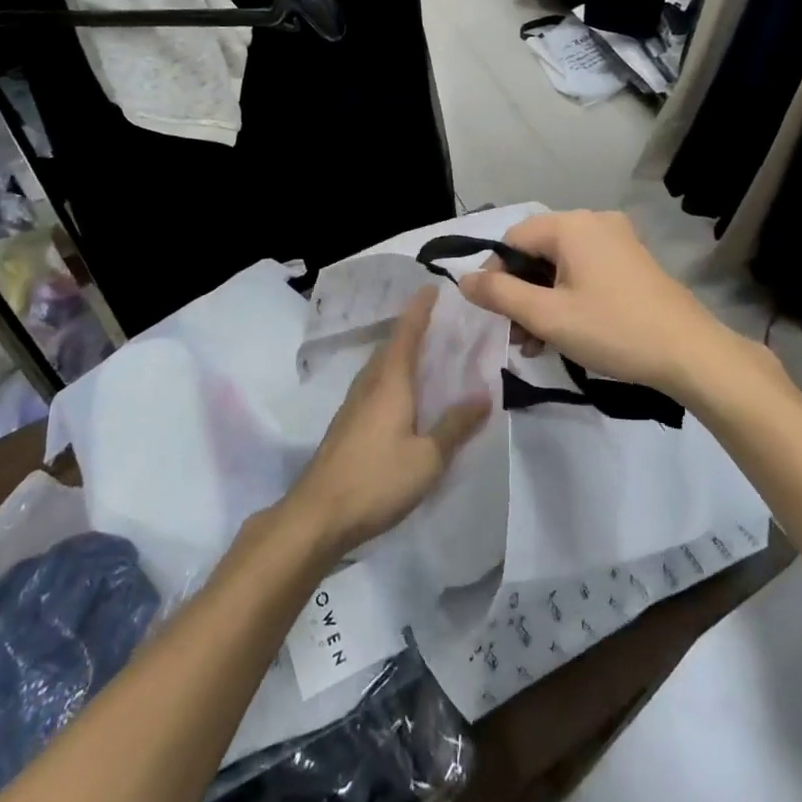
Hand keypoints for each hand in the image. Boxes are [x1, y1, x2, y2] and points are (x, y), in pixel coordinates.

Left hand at [285, 288, 490, 558]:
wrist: (318, 514)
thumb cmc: (377, 480)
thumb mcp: (428, 457)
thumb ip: (455, 425)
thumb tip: (482, 394)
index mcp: (390, 382)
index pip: (407, 334)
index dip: (419, 310)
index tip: (430, 286)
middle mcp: (369, 385)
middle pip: (391, 346)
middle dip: (411, 328)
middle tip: (437, 320)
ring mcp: (353, 405)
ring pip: (379, 366)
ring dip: (399, 352)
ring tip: (423, 352)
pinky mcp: (346, 425)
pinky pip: (373, 386)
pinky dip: (391, 376)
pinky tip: (401, 393)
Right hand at [458, 211, 723, 394]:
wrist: (690, 353)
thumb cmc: (613, 330)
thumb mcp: (547, 316)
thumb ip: (499, 294)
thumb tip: (462, 279)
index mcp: (571, 225)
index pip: (512, 239)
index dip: (495, 275)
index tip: (495, 315)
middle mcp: (594, 222)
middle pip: (537, 252)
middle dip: (520, 294)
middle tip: (516, 337)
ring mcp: (618, 241)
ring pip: (560, 266)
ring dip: (542, 302)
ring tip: (536, 344)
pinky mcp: (632, 262)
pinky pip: (585, 272)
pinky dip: (568, 298)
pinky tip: (564, 333)